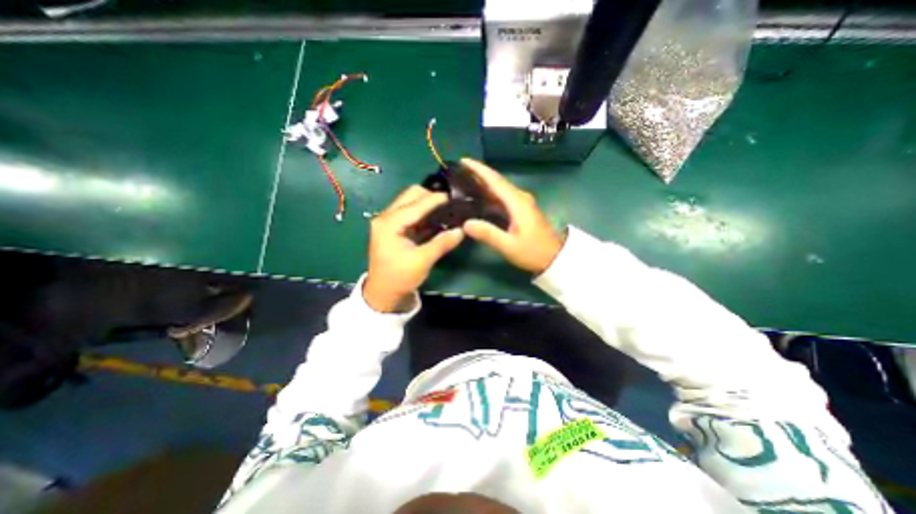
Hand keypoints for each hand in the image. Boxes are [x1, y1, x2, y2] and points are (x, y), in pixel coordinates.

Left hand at [366, 185, 465, 311]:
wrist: (383, 293)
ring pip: (411, 202)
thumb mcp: (422, 261)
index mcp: (389, 223)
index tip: (456, 199)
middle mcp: (386, 217)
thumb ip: (442, 243)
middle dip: (431, 197)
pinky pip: (411, 213)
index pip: (417, 203)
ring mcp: (388, 221)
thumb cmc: (399, 278)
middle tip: (450, 206)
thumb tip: (462, 230)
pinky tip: (438, 220)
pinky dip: (424, 214)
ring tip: (447, 211)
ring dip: (428, 204)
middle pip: (411, 195)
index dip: (437, 199)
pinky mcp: (394, 228)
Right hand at [461, 156, 561, 274]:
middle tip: (458, 172)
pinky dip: (489, 196)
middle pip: (496, 182)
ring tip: (464, 184)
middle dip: (478, 175)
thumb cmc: (533, 252)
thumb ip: (488, 234)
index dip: (478, 169)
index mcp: (517, 202)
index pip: (495, 181)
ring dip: (483, 185)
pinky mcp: (521, 210)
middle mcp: (519, 198)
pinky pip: (502, 198)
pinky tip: (479, 200)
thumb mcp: (509, 246)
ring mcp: (522, 203)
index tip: (463, 160)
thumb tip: (465, 224)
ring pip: (499, 190)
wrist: (555, 257)